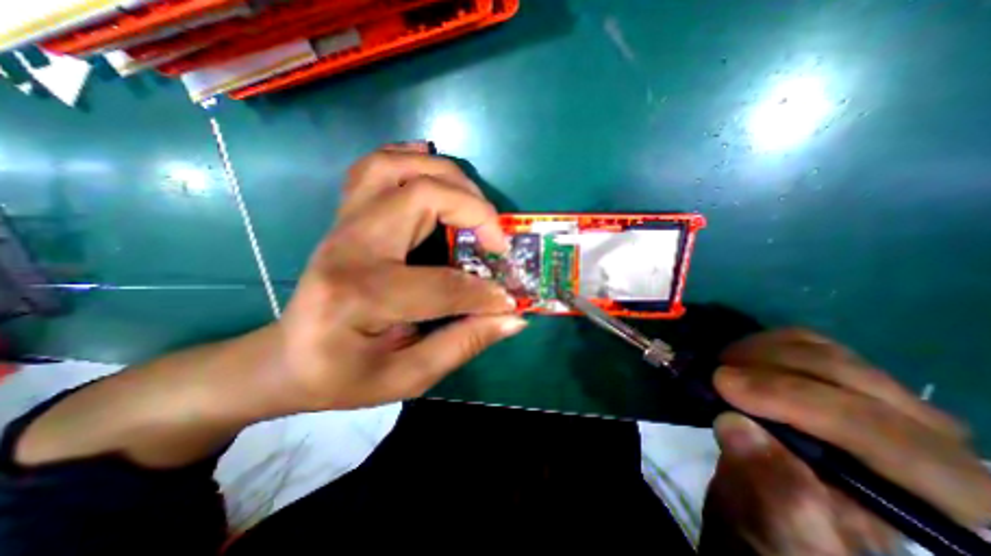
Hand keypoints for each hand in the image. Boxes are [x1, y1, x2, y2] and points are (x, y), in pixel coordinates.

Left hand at [263, 142, 524, 412]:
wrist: (287, 357)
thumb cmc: (343, 376)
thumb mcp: (406, 377)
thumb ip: (462, 345)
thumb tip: (514, 319)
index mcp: (360, 295)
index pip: (442, 285)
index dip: (485, 294)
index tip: (509, 303)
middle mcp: (350, 245)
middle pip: (422, 196)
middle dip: (475, 212)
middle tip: (497, 241)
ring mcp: (344, 223)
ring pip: (398, 168)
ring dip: (448, 177)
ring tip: (476, 205)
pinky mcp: (346, 216)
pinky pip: (376, 166)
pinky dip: (412, 160)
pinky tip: (434, 172)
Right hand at [694, 328, 989, 552]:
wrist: (773, 502)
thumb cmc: (783, 528)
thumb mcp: (777, 530)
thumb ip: (773, 493)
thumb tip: (736, 425)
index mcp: (940, 500)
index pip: (881, 434)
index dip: (795, 400)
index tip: (724, 385)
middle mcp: (931, 442)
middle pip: (854, 380)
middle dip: (773, 369)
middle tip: (715, 373)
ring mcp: (882, 400)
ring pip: (827, 352)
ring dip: (763, 351)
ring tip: (723, 366)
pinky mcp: (838, 376)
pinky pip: (806, 340)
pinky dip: (764, 342)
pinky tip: (739, 358)